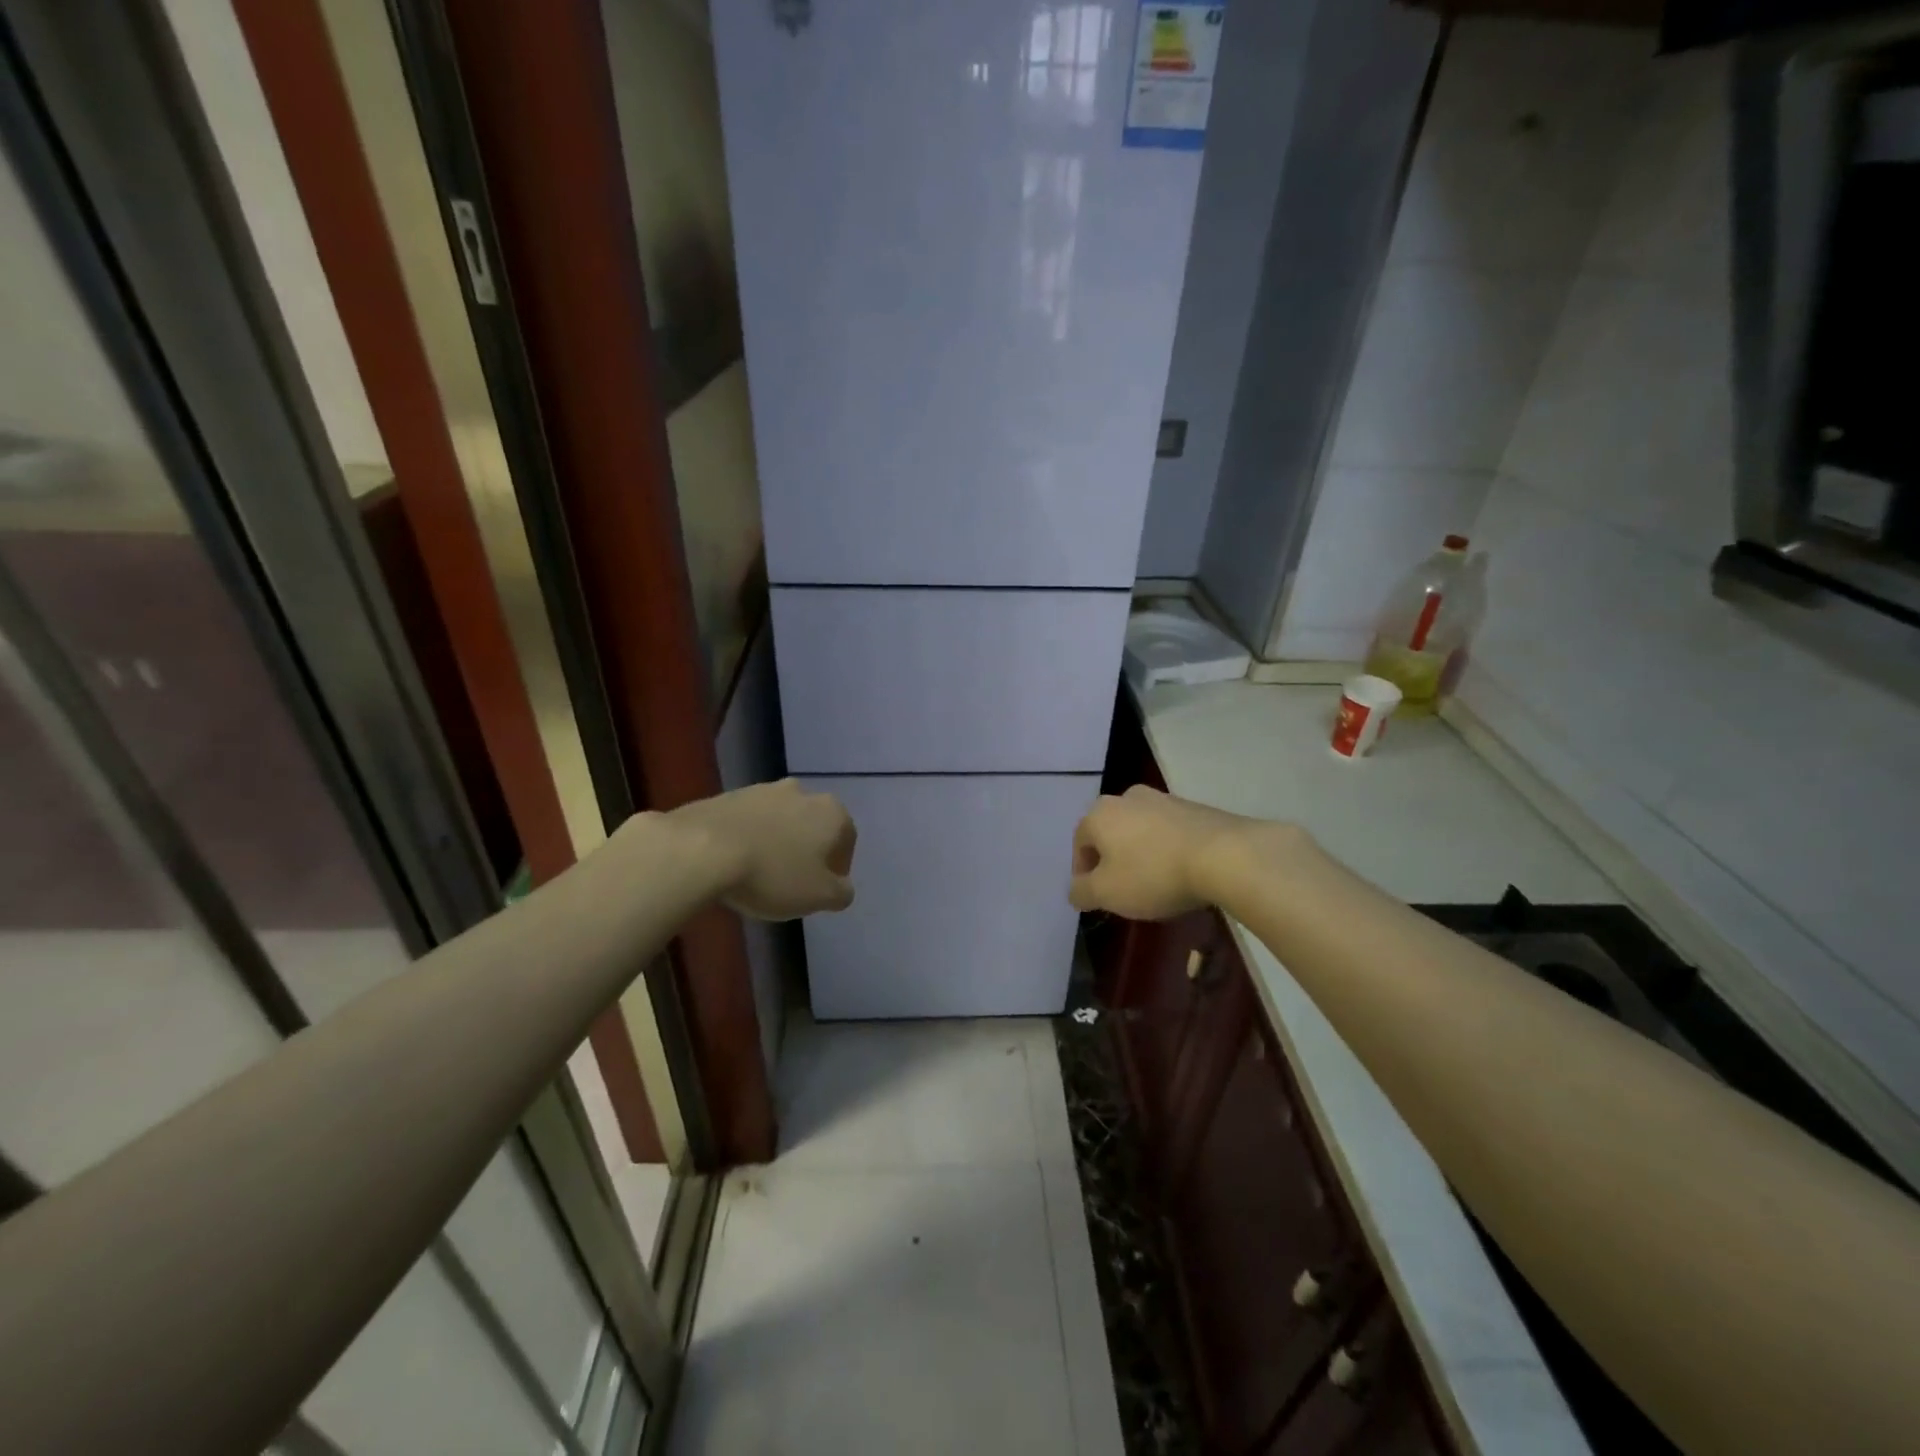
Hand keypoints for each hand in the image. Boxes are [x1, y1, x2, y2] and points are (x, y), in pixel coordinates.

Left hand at [672, 779, 856, 920]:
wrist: (702, 849)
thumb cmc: (773, 874)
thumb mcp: (820, 897)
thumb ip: (841, 892)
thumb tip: (842, 887)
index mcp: (832, 812)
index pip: (847, 839)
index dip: (838, 867)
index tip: (822, 889)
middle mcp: (802, 792)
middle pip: (813, 825)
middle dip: (807, 850)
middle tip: (793, 881)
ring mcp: (763, 790)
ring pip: (781, 820)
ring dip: (777, 842)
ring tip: (760, 874)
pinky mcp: (729, 795)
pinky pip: (749, 821)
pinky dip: (749, 838)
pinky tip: (735, 863)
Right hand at [1069, 786, 1255, 919]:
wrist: (1224, 856)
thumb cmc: (1153, 874)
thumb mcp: (1107, 893)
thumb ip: (1082, 892)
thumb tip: (1075, 890)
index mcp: (1100, 813)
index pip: (1079, 843)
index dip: (1083, 873)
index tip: (1095, 897)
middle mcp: (1127, 797)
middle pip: (1110, 833)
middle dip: (1112, 860)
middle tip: (1123, 890)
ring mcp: (1164, 799)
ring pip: (1141, 831)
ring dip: (1141, 854)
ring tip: (1155, 883)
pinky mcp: (1195, 807)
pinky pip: (1169, 832)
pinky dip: (1167, 850)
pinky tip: (1181, 873)